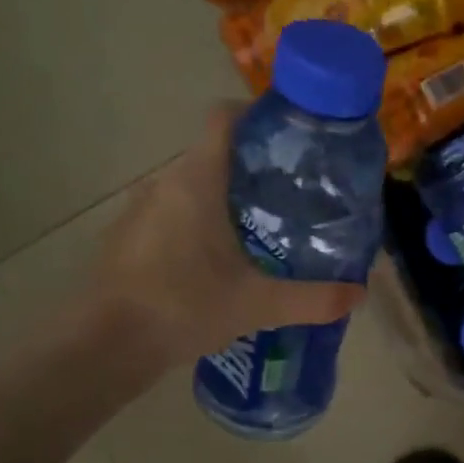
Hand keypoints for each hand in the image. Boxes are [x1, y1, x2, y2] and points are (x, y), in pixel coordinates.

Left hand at [87, 105, 366, 363]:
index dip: (259, 116)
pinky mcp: (128, 237)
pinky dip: (200, 223)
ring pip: (193, 186)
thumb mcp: (258, 305)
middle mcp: (165, 182)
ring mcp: (141, 209)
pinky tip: (220, 262)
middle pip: (215, 154)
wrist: (104, 346)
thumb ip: (312, 299)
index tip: (293, 139)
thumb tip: (359, 294)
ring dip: (226, 198)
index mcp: (197, 180)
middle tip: (294, 194)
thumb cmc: (183, 307)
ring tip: (264, 229)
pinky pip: (173, 213)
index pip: (225, 118)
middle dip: (255, 168)